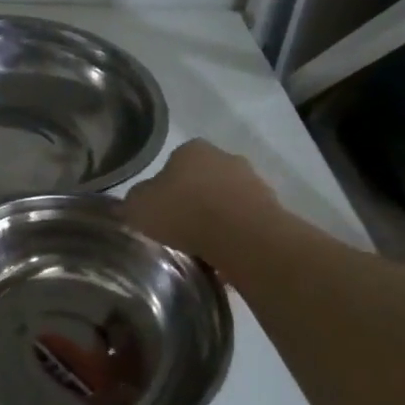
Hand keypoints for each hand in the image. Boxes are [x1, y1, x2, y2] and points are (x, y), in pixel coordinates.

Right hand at [120, 139, 279, 260]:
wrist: (243, 236)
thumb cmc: (184, 213)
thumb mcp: (138, 207)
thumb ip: (133, 202)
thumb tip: (134, 202)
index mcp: (191, 149)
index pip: (172, 163)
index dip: (163, 189)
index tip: (159, 213)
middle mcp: (225, 157)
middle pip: (202, 180)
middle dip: (193, 201)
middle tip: (179, 230)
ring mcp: (253, 181)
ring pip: (226, 201)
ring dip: (216, 219)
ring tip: (202, 248)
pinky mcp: (272, 208)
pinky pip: (244, 222)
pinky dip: (235, 235)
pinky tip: (225, 256)